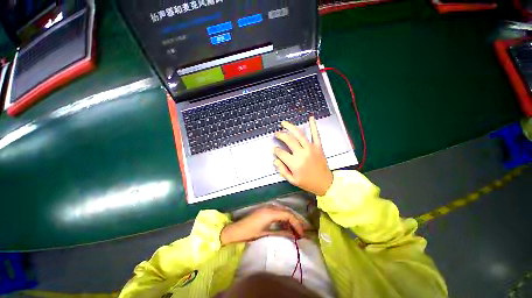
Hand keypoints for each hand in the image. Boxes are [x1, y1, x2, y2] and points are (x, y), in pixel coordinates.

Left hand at [220, 206, 305, 245]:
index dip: (297, 224)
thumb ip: (281, 233)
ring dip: (290, 219)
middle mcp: (270, 207)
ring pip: (283, 211)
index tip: (302, 234)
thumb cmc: (250, 233)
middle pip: (287, 211)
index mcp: (270, 213)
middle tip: (302, 232)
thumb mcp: (266, 234)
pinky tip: (285, 226)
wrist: (236, 230)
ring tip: (295, 230)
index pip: (288, 215)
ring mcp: (267, 207)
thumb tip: (293, 236)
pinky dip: (284, 218)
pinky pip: (278, 211)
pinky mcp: (265, 209)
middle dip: (295, 221)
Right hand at [273, 116, 332, 195]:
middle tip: (276, 133)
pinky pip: (316, 134)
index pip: (281, 153)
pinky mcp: (318, 147)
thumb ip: (282, 170)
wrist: (325, 183)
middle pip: (288, 140)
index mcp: (295, 163)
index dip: (276, 150)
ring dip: (290, 127)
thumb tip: (275, 160)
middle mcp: (302, 153)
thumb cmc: (308, 183)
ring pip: (299, 134)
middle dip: (280, 135)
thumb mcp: (292, 180)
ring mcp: (311, 148)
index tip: (274, 149)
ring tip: (284, 123)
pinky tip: (311, 118)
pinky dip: (313, 126)